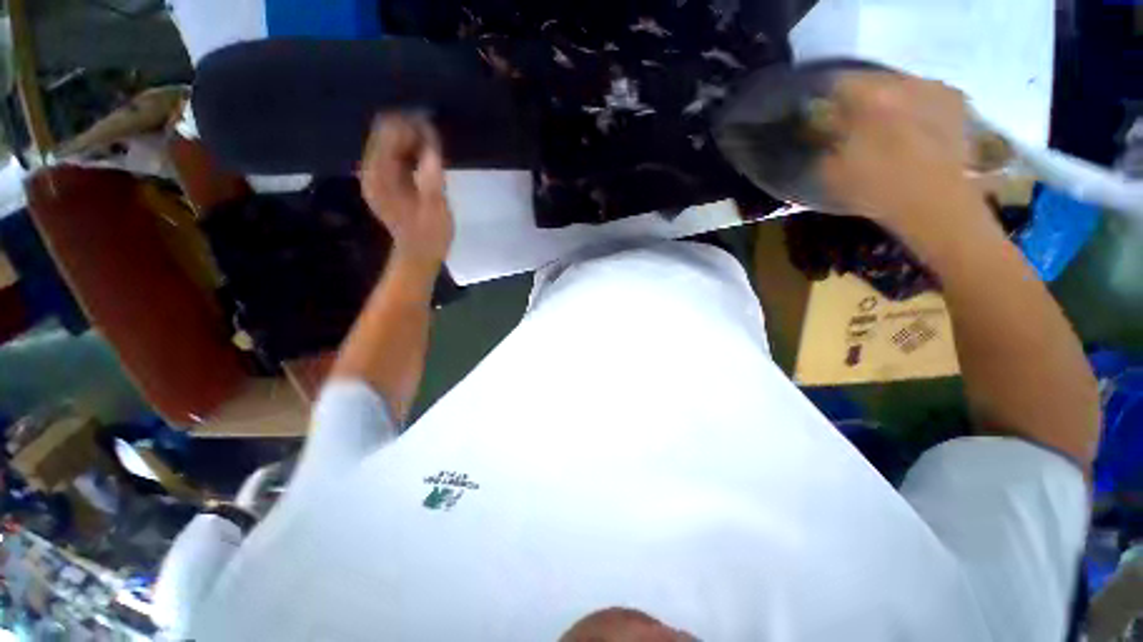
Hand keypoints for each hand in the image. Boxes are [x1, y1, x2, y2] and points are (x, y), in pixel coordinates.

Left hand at [361, 114, 453, 272]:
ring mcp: (376, 176)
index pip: (387, 134)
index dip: (409, 126)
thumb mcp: (435, 209)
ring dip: (411, 139)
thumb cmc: (430, 236)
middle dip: (410, 130)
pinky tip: (425, 157)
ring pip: (389, 142)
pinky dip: (409, 151)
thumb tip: (431, 144)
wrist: (418, 255)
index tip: (432, 129)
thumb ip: (431, 176)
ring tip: (433, 146)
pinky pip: (394, 155)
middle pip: (384, 134)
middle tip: (435, 137)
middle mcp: (371, 172)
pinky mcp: (385, 182)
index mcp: (380, 177)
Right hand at [821, 72, 987, 236]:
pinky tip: (910, 128)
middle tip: (848, 120)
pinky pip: (924, 94)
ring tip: (881, 125)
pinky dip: (912, 106)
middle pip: (869, 80)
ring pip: (898, 85)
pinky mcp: (955, 101)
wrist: (938, 204)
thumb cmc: (877, 190)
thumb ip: (820, 144)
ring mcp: (933, 88)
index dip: (823, 99)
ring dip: (885, 101)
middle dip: (855, 98)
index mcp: (868, 98)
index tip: (818, 115)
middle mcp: (903, 82)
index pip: (835, 83)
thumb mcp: (830, 173)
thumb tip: (815, 129)